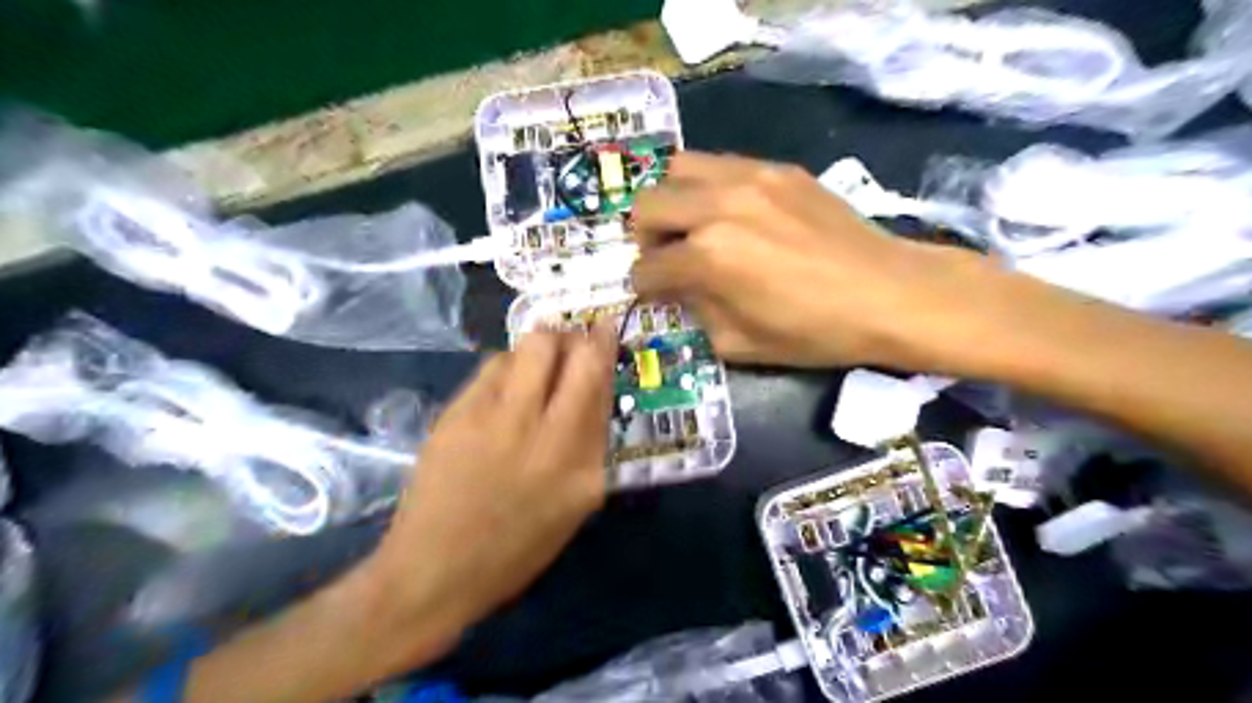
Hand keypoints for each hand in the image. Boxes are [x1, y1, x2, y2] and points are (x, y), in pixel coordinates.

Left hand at [359, 330, 616, 659]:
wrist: (435, 572)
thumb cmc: (513, 549)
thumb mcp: (573, 507)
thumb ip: (589, 445)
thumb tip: (592, 391)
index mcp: (584, 466)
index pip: (603, 386)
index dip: (604, 348)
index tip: (604, 331)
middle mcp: (549, 434)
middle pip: (575, 353)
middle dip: (580, 334)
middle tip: (576, 338)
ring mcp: (502, 419)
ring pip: (533, 345)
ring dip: (543, 345)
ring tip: (538, 362)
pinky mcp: (461, 413)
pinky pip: (494, 365)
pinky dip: (507, 365)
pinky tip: (503, 387)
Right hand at [632, 152, 993, 370]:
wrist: (887, 292)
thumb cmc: (813, 331)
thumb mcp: (738, 342)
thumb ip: (695, 311)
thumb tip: (679, 289)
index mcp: (707, 257)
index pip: (647, 267)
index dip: (643, 286)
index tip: (652, 292)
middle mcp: (717, 206)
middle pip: (646, 205)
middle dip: (646, 237)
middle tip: (667, 255)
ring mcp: (748, 177)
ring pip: (677, 169)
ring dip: (672, 201)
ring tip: (692, 225)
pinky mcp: (776, 167)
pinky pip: (720, 163)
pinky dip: (708, 187)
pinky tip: (730, 211)